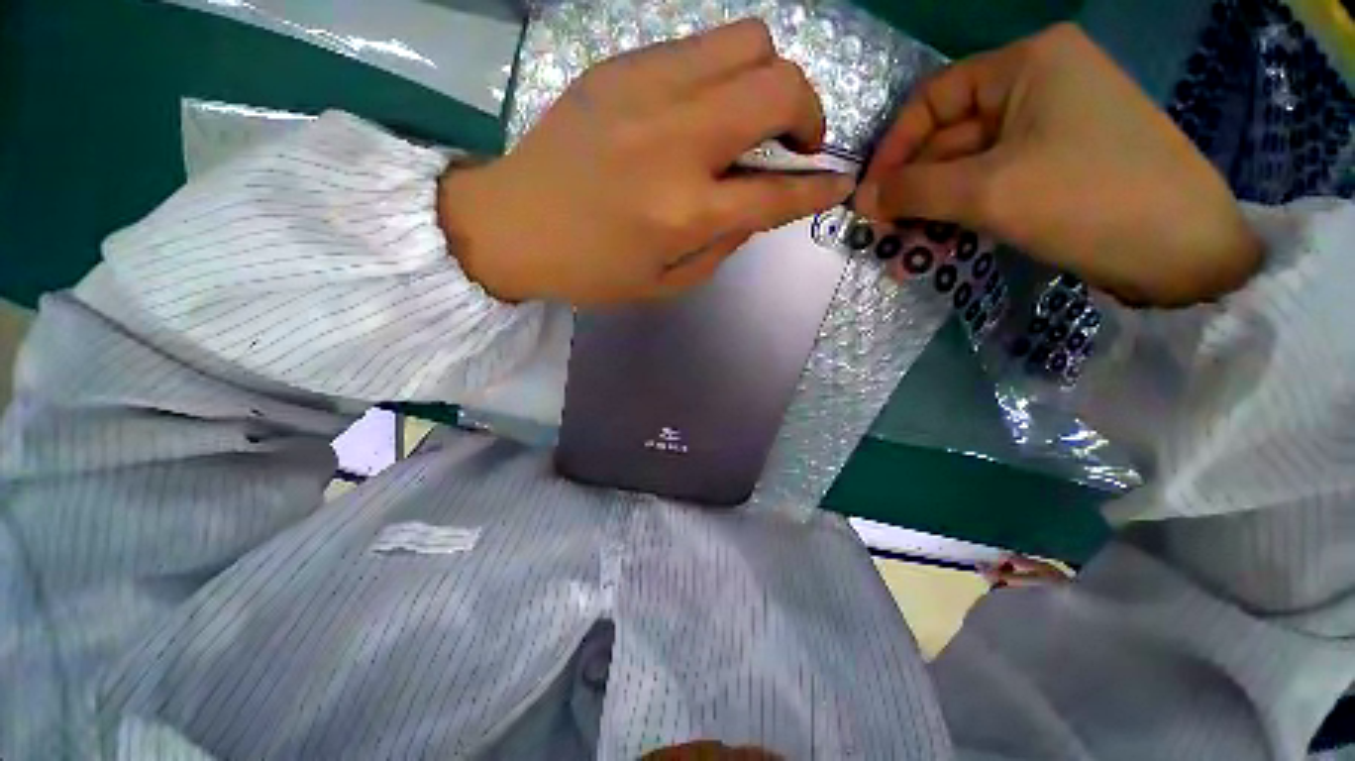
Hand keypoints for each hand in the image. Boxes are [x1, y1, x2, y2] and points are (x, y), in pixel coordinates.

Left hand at [439, 20, 854, 304]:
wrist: (514, 225)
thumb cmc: (593, 270)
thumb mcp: (668, 283)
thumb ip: (725, 245)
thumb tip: (761, 205)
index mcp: (686, 212)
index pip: (778, 191)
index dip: (819, 188)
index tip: (840, 182)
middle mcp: (676, 141)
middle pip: (779, 87)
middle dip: (808, 113)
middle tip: (794, 143)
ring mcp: (647, 90)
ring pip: (749, 42)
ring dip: (768, 80)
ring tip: (750, 118)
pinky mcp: (620, 66)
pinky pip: (699, 47)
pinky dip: (721, 75)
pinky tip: (701, 109)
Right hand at [855, 24, 1260, 306]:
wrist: (1184, 252)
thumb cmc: (1088, 199)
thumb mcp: (988, 191)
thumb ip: (913, 190)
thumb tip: (860, 198)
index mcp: (1028, 64)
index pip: (935, 97)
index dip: (895, 146)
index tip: (869, 195)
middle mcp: (1038, 85)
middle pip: (950, 137)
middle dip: (912, 189)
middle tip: (882, 233)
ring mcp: (1049, 129)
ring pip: (967, 169)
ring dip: (931, 211)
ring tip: (904, 252)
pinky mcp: (1055, 168)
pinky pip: (991, 186)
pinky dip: (960, 216)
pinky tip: (937, 249)